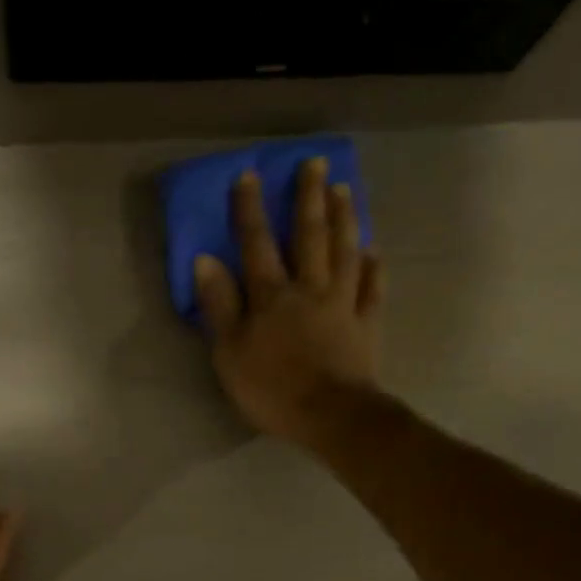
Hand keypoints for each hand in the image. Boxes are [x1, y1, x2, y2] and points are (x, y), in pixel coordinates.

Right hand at [193, 158, 385, 446]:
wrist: (330, 416)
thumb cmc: (271, 389)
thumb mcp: (229, 352)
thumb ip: (219, 306)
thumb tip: (206, 260)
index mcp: (272, 296)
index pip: (257, 244)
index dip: (250, 209)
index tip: (249, 175)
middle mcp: (309, 289)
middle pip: (310, 236)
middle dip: (309, 198)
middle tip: (316, 164)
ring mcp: (343, 305)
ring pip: (346, 253)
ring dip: (345, 219)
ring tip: (346, 191)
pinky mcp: (367, 326)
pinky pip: (373, 289)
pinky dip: (375, 268)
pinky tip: (374, 251)